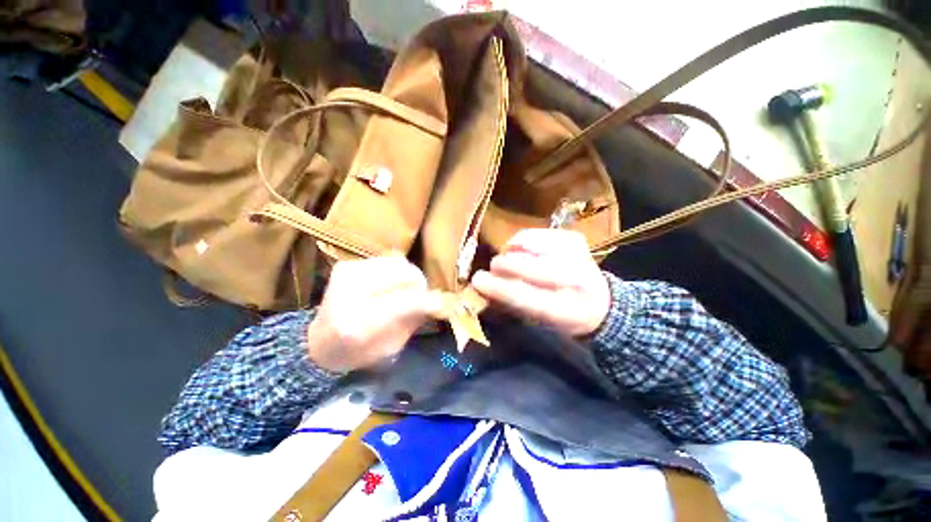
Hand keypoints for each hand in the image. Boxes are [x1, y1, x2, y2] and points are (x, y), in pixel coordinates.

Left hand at [306, 256, 441, 371]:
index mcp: (356, 324)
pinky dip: (398, 271)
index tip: (448, 303)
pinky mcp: (347, 264)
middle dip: (420, 285)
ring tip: (407, 290)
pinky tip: (393, 284)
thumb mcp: (391, 347)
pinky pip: (387, 260)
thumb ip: (414, 320)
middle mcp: (348, 293)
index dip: (429, 300)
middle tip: (423, 297)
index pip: (403, 303)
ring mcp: (345, 274)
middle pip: (402, 274)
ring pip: (398, 263)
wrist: (319, 342)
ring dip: (410, 276)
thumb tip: (439, 300)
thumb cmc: (358, 352)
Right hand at [471, 229, 609, 337]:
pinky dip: (523, 240)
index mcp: (566, 310)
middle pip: (529, 266)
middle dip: (503, 265)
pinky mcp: (575, 240)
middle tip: (493, 267)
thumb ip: (511, 304)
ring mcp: (578, 256)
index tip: (477, 280)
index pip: (525, 296)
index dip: (498, 287)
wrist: (601, 304)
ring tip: (509, 259)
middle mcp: (576, 281)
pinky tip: (522, 249)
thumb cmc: (561, 316)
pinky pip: (537, 233)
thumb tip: (483, 286)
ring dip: (512, 252)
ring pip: (531, 247)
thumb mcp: (537, 321)